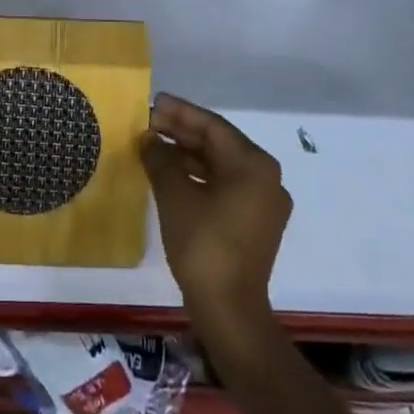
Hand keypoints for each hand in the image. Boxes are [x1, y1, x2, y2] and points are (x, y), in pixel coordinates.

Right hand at [143, 94, 290, 328]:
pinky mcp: (254, 223)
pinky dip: (198, 177)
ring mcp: (263, 203)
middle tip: (148, 121)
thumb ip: (160, 159)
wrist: (229, 312)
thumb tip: (148, 138)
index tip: (153, 101)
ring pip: (220, 166)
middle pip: (218, 144)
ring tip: (153, 145)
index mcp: (254, 165)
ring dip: (187, 154)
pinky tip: (170, 174)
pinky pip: (224, 186)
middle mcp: (266, 178)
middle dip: (182, 132)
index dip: (180, 112)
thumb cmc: (204, 244)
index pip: (213, 126)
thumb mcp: (175, 195)